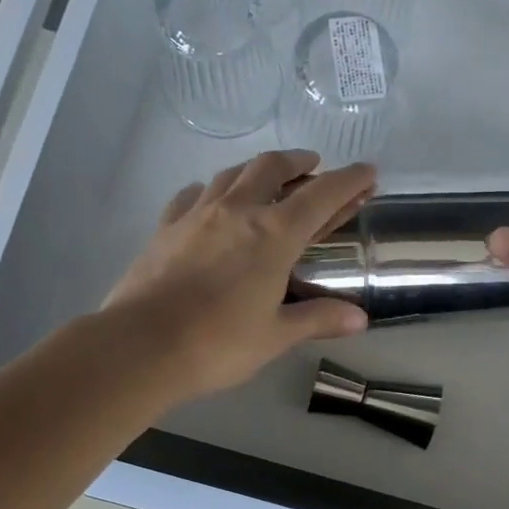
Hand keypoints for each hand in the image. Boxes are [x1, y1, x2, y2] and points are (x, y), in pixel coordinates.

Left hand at [103, 150, 374, 401]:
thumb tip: (360, 319)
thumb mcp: (276, 335)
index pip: (322, 195)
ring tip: (268, 178)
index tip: (367, 171)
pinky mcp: (166, 226)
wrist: (140, 346)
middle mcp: (238, 211)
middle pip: (272, 167)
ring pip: (232, 173)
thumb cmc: (218, 343)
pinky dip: (213, 189)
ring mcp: (197, 214)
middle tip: (313, 166)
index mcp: (274, 234)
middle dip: (299, 161)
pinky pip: (194, 194)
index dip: (349, 180)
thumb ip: (318, 319)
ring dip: (258, 169)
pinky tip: (212, 199)